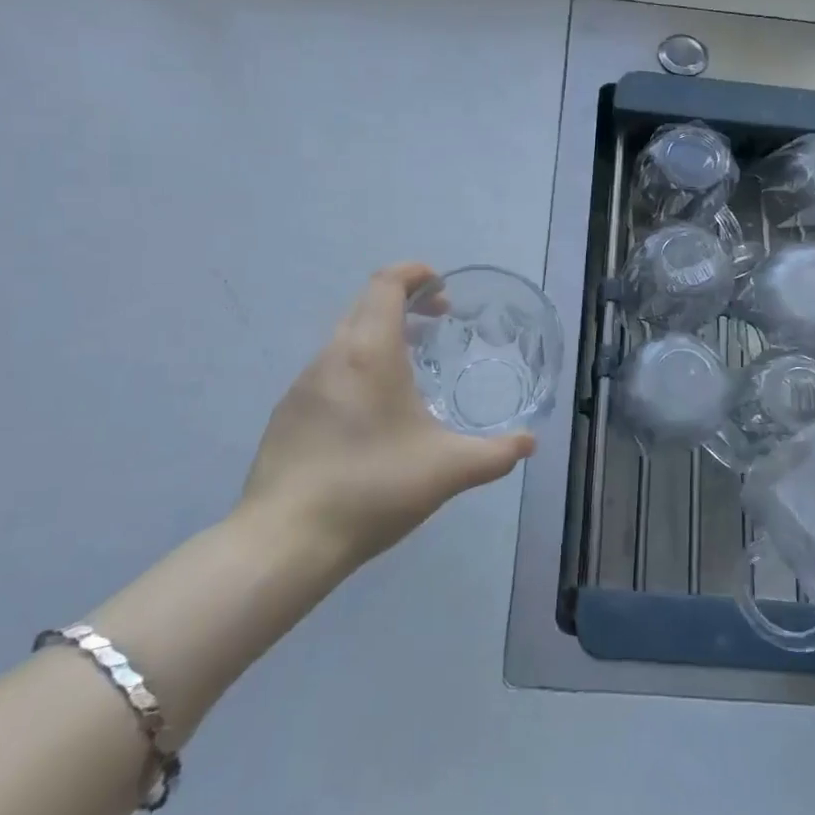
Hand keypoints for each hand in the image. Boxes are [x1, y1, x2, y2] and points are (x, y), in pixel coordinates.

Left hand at [236, 263, 534, 570]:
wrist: (285, 540)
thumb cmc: (373, 488)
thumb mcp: (448, 470)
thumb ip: (496, 454)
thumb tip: (529, 443)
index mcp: (370, 352)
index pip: (386, 284)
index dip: (415, 273)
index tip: (442, 287)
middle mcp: (332, 356)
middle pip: (366, 304)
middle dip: (404, 302)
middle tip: (438, 324)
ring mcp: (303, 384)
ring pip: (346, 338)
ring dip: (380, 335)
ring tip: (411, 368)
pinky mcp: (287, 413)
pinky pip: (329, 370)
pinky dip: (358, 366)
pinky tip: (374, 412)